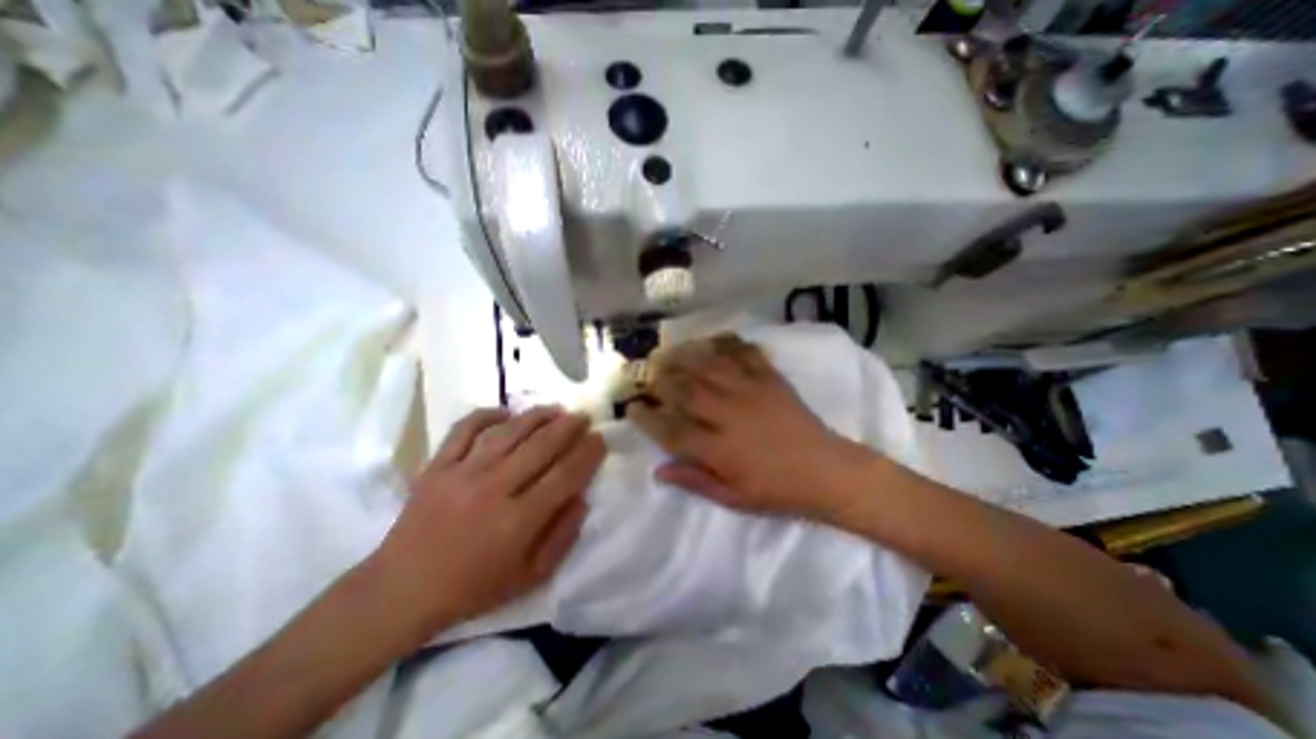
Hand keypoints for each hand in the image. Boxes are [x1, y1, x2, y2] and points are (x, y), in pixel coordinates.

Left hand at [365, 403, 600, 641]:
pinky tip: (506, 413)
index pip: (564, 475)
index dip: (587, 454)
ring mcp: (461, 473)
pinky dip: (487, 415)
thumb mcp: (530, 577)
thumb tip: (582, 497)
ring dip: (537, 416)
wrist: (400, 592)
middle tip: (583, 417)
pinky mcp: (436, 466)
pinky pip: (464, 429)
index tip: (600, 439)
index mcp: (517, 521)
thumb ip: (562, 537)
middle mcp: (493, 489)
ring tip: (555, 409)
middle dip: (569, 427)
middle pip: (541, 446)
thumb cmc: (472, 588)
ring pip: (508, 432)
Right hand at [628, 335, 872, 519]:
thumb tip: (659, 471)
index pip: (671, 430)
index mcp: (719, 449)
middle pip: (686, 390)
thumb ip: (695, 481)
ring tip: (669, 351)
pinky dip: (727, 343)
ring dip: (685, 356)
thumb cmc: (778, 490)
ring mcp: (750, 392)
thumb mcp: (734, 498)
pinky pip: (745, 354)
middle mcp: (729, 415)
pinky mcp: (770, 379)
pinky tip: (713, 339)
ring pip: (709, 367)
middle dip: (661, 379)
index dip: (647, 418)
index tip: (631, 408)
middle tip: (647, 373)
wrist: (826, 471)